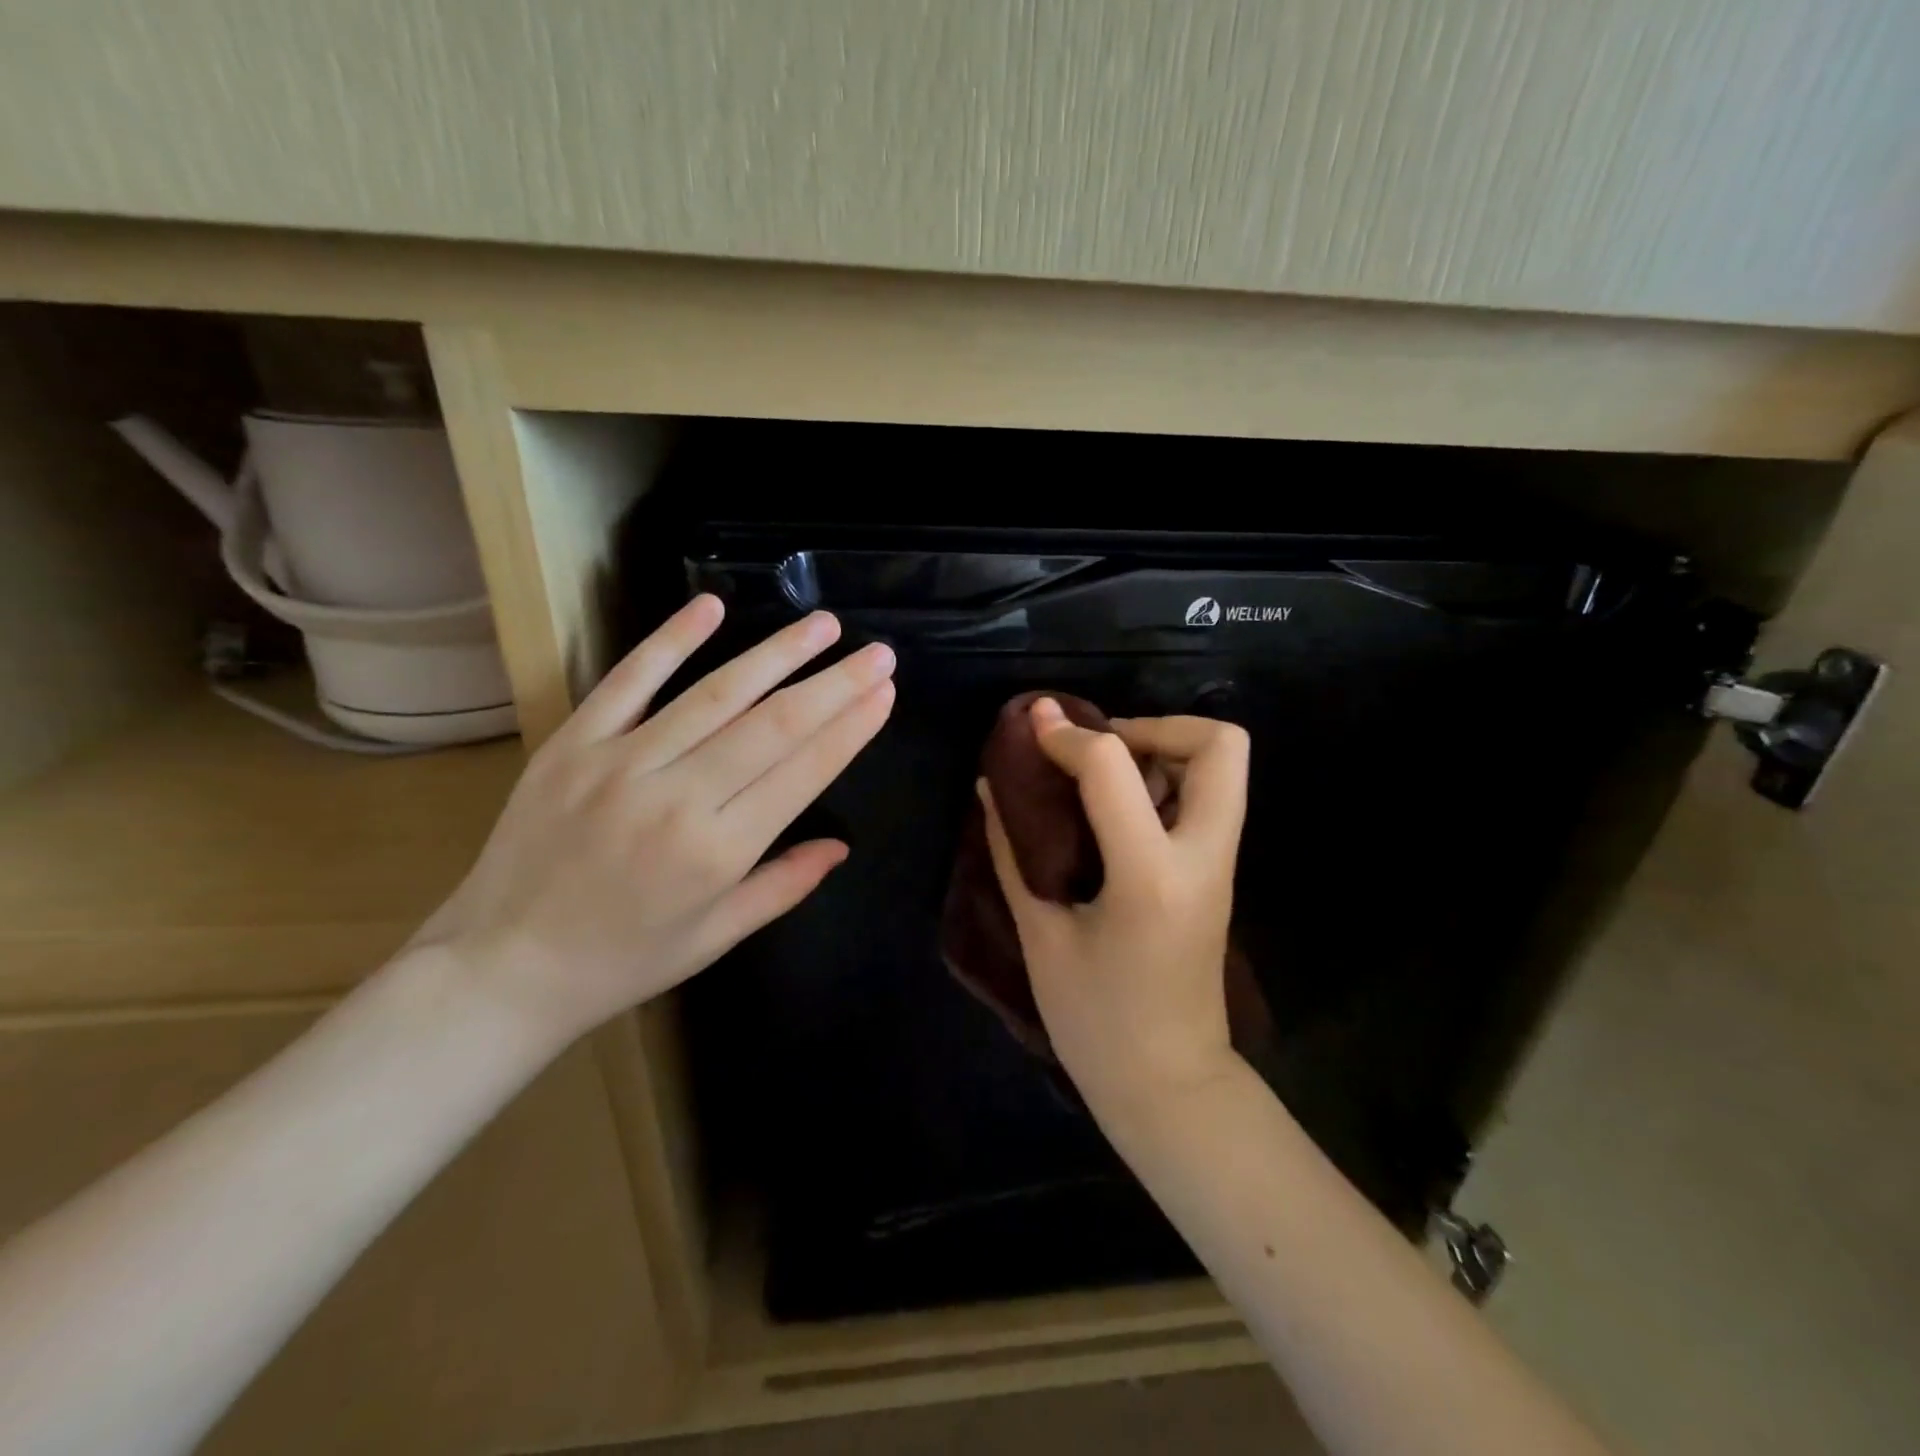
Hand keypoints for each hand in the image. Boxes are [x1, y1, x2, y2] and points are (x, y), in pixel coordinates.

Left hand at [414, 596, 895, 1048]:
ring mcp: (620, 763)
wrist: (501, 966)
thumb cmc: (623, 960)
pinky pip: (629, 680)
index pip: (802, 772)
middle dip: (834, 684)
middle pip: (773, 725)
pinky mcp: (573, 743)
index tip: (884, 692)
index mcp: (717, 852)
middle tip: (878, 653)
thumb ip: (783, 886)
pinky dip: (671, 640)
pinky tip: (711, 608)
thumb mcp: (715, 938)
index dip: (851, 729)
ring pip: (716, 694)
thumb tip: (840, 846)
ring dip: (776, 654)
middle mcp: (677, 798)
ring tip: (823, 625)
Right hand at [980, 699, 1248, 1119]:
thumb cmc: (1095, 1023)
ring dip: (1163, 749)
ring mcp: (1219, 865)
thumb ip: (1013, 854)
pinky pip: (1207, 798)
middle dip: (1155, 725)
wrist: (1168, 1085)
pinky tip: (1115, 809)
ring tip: (1102, 774)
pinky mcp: (1218, 874)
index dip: (1066, 736)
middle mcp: (1201, 857)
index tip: (1032, 727)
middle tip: (1098, 749)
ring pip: (1223, 765)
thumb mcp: (1041, 937)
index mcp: (1148, 875)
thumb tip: (990, 789)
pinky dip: (1166, 781)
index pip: (1113, 767)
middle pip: (1219, 744)